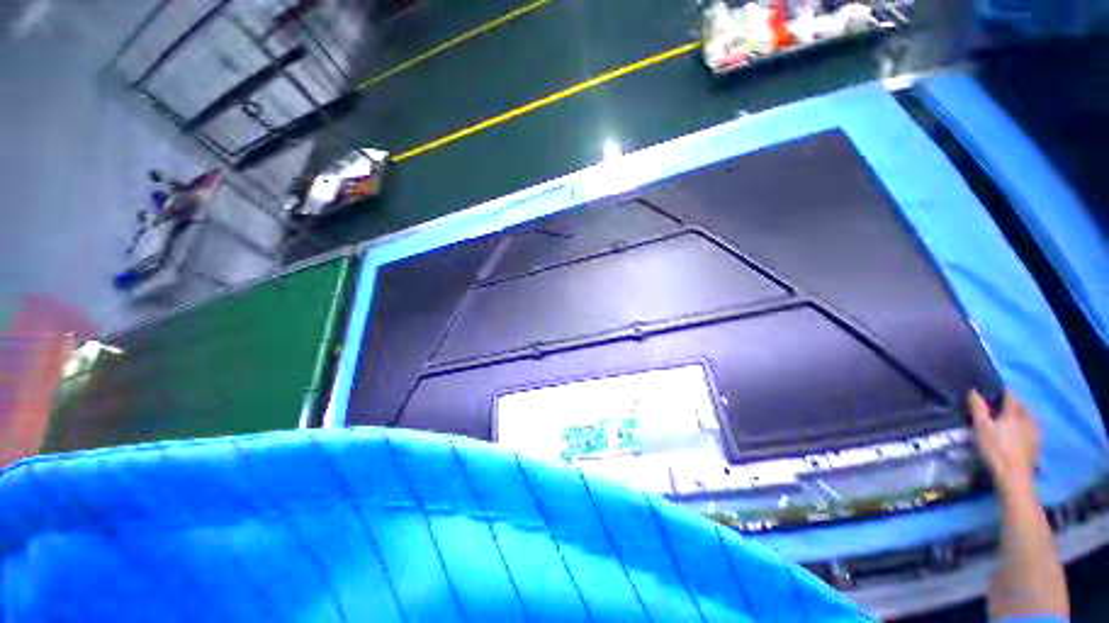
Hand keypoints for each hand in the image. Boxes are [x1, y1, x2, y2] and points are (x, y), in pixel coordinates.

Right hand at [968, 390, 1039, 494]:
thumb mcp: (981, 428)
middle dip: (1015, 402)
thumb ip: (978, 408)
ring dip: (1022, 414)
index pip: (1011, 395)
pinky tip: (1021, 433)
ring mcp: (1034, 432)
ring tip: (1013, 418)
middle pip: (1023, 405)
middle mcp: (1027, 418)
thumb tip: (973, 390)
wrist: (1014, 476)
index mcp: (1014, 412)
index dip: (1004, 390)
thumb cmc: (995, 449)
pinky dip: (1027, 426)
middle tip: (1004, 404)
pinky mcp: (1036, 444)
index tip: (997, 389)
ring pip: (1030, 417)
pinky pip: (1032, 429)